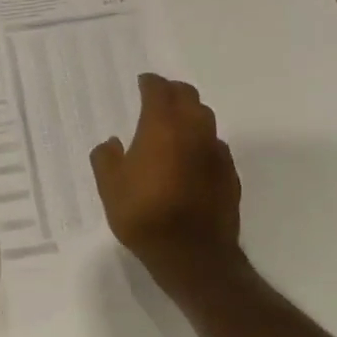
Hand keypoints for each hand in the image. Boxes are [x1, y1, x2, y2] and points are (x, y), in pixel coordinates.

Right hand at [90, 74, 243, 301]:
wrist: (192, 254)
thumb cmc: (144, 215)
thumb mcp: (110, 187)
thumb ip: (106, 158)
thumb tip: (112, 143)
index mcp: (162, 126)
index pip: (159, 90)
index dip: (149, 83)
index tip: (142, 82)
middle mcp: (193, 131)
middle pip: (188, 96)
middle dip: (173, 92)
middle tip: (158, 97)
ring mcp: (216, 152)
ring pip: (206, 119)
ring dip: (190, 114)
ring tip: (175, 125)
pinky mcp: (230, 174)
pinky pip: (215, 145)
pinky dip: (201, 142)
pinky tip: (191, 157)